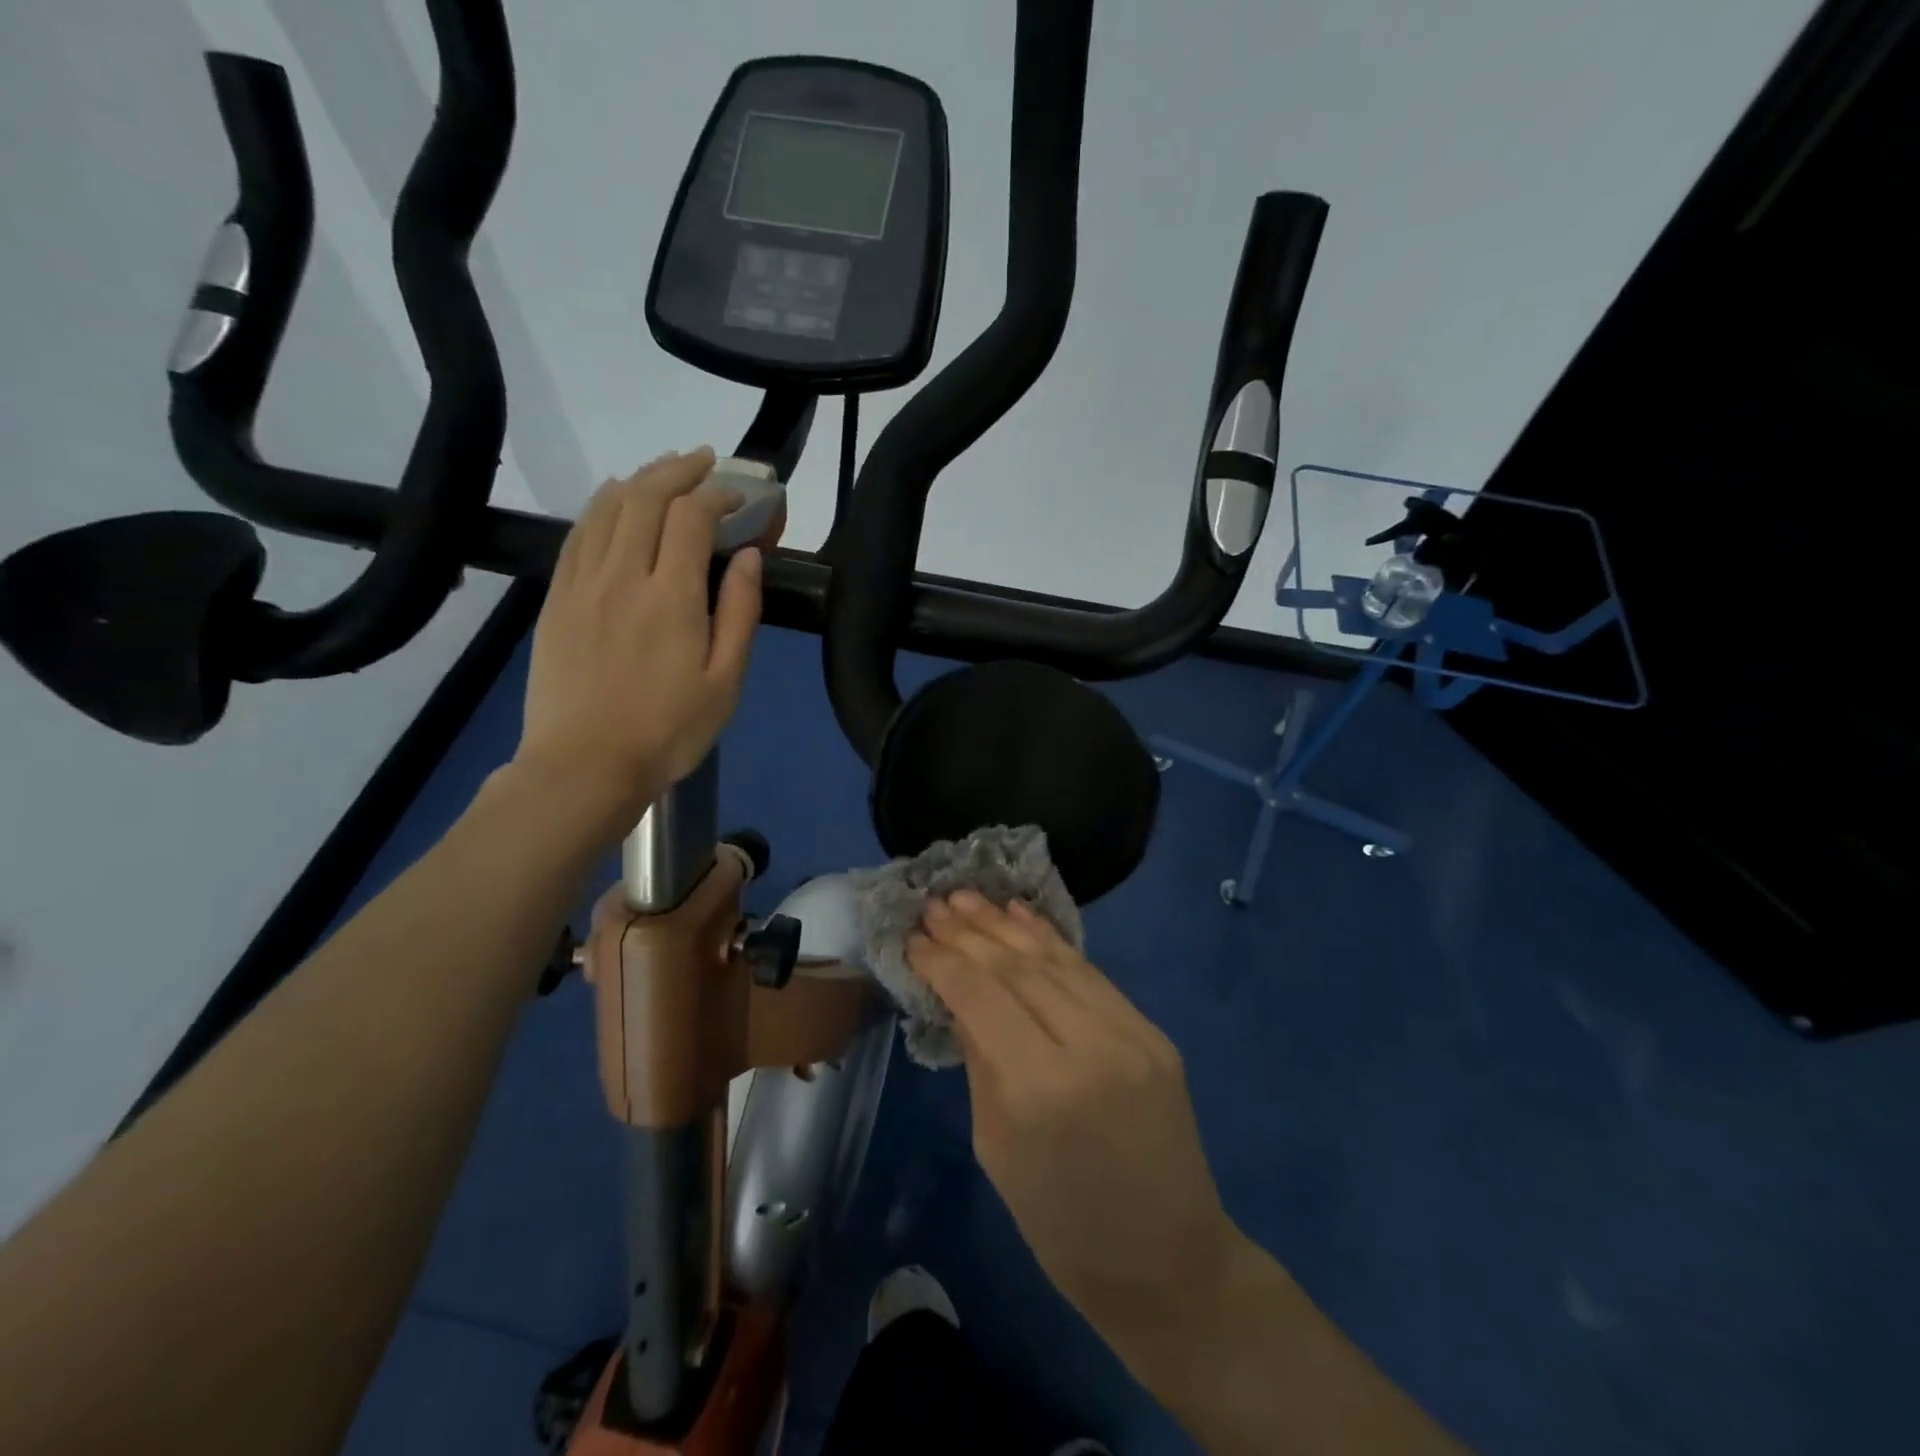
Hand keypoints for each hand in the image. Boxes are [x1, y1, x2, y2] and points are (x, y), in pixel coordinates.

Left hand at [514, 448, 770, 828]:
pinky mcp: (556, 599)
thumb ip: (740, 614)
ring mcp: (581, 584)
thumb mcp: (726, 682)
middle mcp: (621, 576)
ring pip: (607, 508)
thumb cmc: (668, 731)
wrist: (584, 766)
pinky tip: (615, 501)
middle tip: (704, 461)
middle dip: (679, 470)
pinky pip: (578, 534)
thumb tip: (748, 557)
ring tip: (665, 471)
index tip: (739, 495)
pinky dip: (601, 505)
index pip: (691, 517)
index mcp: (670, 597)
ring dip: (640, 479)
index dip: (718, 494)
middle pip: (645, 497)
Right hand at [908, 892, 1239, 1341]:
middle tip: (934, 905)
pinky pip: (1092, 974)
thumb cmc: (1062, 1226)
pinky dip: (1052, 941)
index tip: (912, 938)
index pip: (981, 998)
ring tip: (968, 897)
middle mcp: (1089, 1046)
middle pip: (1017, 970)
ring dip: (1007, 926)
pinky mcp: (1152, 1031)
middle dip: (969, 933)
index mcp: (1041, 1090)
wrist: (1168, 1262)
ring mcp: (1130, 1033)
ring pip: (1055, 961)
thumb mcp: (997, 1150)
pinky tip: (1021, 916)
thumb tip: (958, 997)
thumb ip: (980, 1062)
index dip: (943, 962)